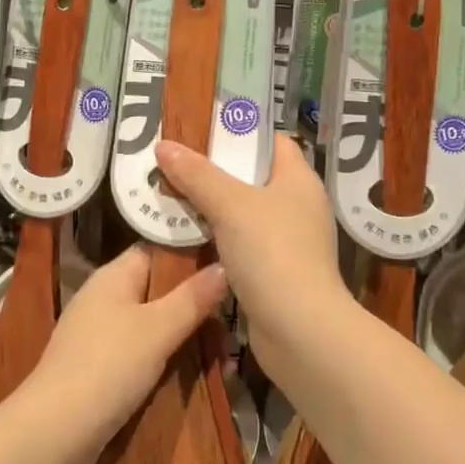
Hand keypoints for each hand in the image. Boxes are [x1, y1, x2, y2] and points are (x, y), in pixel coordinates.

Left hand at [24, 244, 226, 462]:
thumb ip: (192, 298)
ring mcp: (99, 335)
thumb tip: (223, 266)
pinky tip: (193, 376)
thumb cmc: (108, 367)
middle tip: (231, 322)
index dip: (190, 255)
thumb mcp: (158, 329)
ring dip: (184, 337)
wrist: (55, 433)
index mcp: (113, 276)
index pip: (156, 250)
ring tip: (223, 357)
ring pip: (152, 325)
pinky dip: (166, 361)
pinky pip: (141, 353)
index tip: (227, 265)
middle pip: (157, 290)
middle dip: (193, 305)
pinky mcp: (99, 368)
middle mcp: (104, 298)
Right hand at [154, 133, 350, 370]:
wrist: (300, 331)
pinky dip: (219, 241)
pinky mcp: (277, 274)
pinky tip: (189, 239)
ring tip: (173, 197)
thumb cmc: (272, 253)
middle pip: (254, 177)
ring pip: (246, 214)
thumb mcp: (230, 205)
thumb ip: (197, 175)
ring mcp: (290, 242)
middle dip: (216, 172)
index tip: (202, 131)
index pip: (273, 142)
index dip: (240, 134)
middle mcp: (300, 206)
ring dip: (214, 209)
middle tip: (176, 164)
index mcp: (299, 180)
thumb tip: (164, 146)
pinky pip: (243, 245)